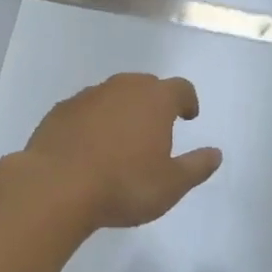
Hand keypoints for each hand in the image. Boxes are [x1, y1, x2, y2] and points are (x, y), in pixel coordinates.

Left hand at [22, 73, 222, 231]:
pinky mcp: (60, 111)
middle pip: (145, 85)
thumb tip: (215, 153)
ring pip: (112, 94)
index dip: (187, 100)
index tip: (188, 116)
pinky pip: (85, 109)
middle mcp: (122, 88)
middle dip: (154, 101)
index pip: (180, 88)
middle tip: (156, 126)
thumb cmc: (123, 185)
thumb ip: (196, 167)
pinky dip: (93, 121)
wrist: (55, 187)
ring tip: (122, 138)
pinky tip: (89, 146)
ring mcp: (87, 96)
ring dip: (121, 109)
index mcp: (155, 100)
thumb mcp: (171, 185)